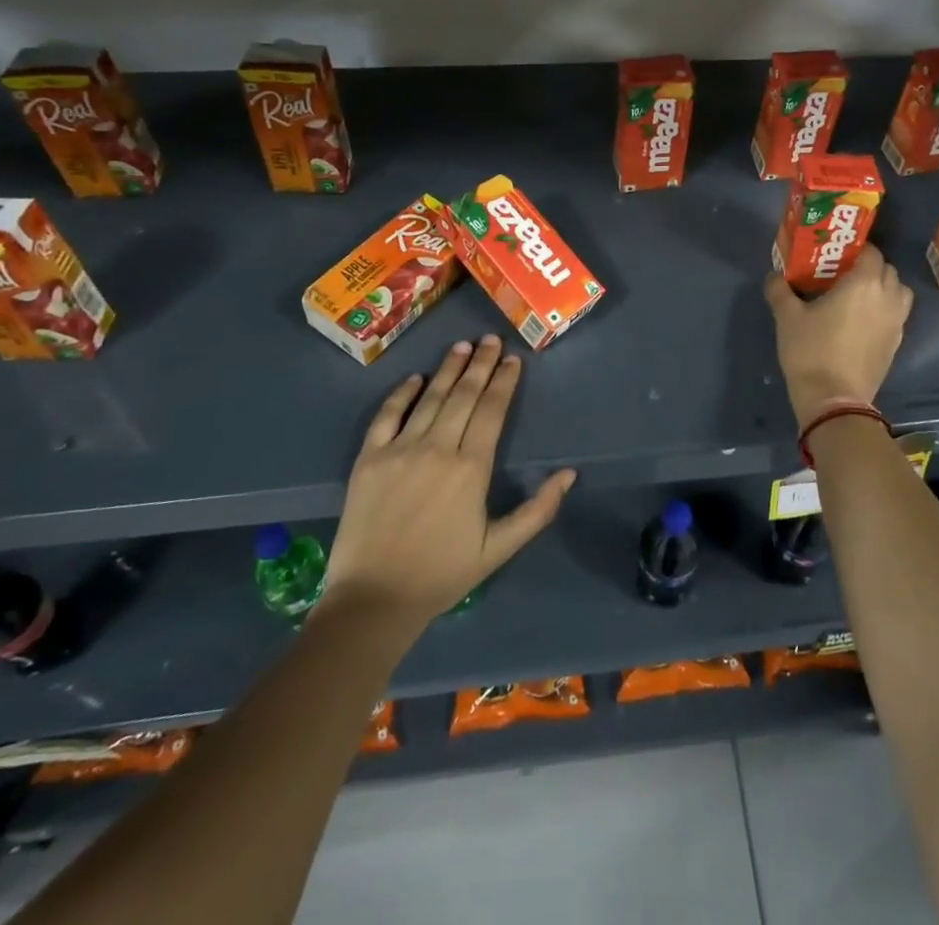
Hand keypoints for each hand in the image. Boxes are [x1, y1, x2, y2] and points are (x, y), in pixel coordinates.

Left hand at [322, 335, 574, 629]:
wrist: (373, 600)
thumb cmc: (442, 574)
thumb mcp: (500, 548)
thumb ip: (538, 510)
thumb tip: (569, 474)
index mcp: (471, 468)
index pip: (491, 411)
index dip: (504, 382)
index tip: (513, 359)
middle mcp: (437, 448)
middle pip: (463, 395)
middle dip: (481, 364)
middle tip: (491, 339)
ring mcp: (399, 450)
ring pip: (429, 398)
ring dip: (447, 369)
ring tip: (462, 346)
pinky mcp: (369, 459)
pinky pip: (386, 416)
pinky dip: (401, 394)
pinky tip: (414, 378)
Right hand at [764, 244, 913, 425]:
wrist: (833, 399)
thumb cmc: (811, 351)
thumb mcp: (787, 317)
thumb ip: (780, 290)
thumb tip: (774, 276)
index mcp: (864, 283)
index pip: (871, 252)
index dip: (856, 249)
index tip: (837, 255)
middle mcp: (887, 297)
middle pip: (888, 270)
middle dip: (870, 268)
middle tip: (844, 274)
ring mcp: (896, 323)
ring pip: (899, 293)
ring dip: (884, 288)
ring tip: (859, 297)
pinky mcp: (896, 344)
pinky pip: (897, 316)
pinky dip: (885, 311)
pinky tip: (862, 322)